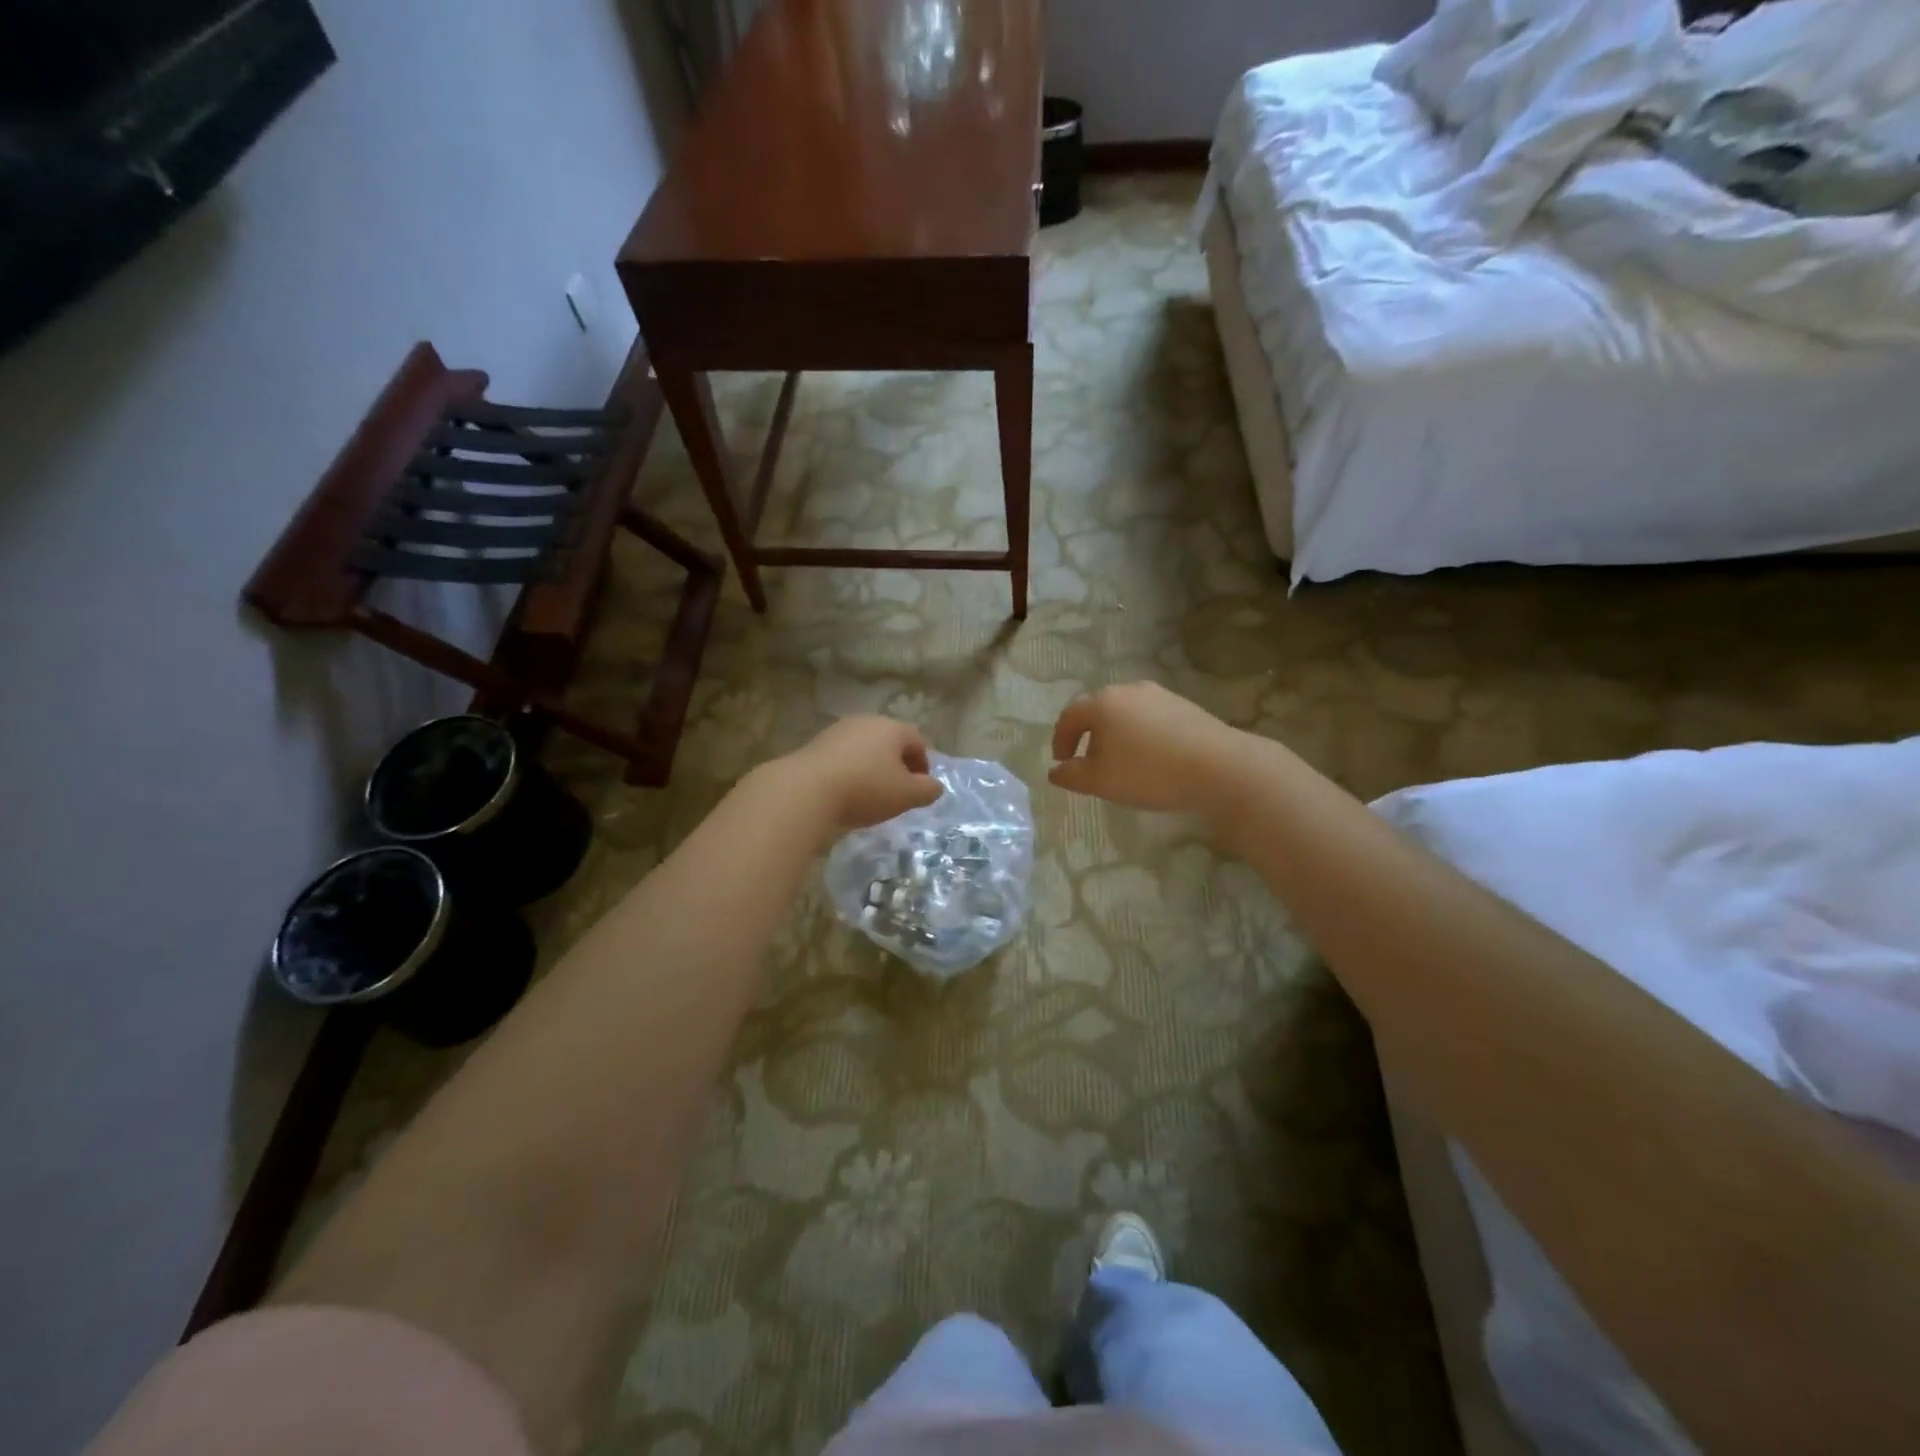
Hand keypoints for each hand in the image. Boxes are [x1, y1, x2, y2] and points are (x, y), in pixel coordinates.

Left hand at [783, 716, 942, 829]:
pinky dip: (849, 771)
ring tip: (869, 795)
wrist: (806, 789)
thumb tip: (934, 786)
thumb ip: (928, 790)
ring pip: (864, 748)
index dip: (923, 766)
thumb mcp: (906, 795)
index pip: (918, 741)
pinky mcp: (815, 744)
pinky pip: (842, 757)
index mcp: (892, 728)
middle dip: (897, 765)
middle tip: (896, 792)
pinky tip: (844, 792)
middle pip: (890, 742)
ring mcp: (837, 730)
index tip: (919, 789)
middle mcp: (866, 721)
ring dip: (871, 768)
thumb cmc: (866, 789)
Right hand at [1049, 682, 1245, 815]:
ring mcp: (1159, 695)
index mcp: (1102, 703)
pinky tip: (1151, 757)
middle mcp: (1128, 690)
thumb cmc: (1148, 772)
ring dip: (1116, 734)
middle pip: (1098, 709)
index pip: (1070, 716)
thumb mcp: (1100, 781)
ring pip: (1126, 712)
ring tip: (1121, 761)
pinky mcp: (1184, 705)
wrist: (1217, 766)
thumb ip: (1071, 776)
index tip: (1062, 761)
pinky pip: (1151, 717)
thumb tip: (1055, 771)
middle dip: (1088, 735)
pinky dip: (1141, 734)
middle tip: (1088, 761)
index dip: (1060, 739)